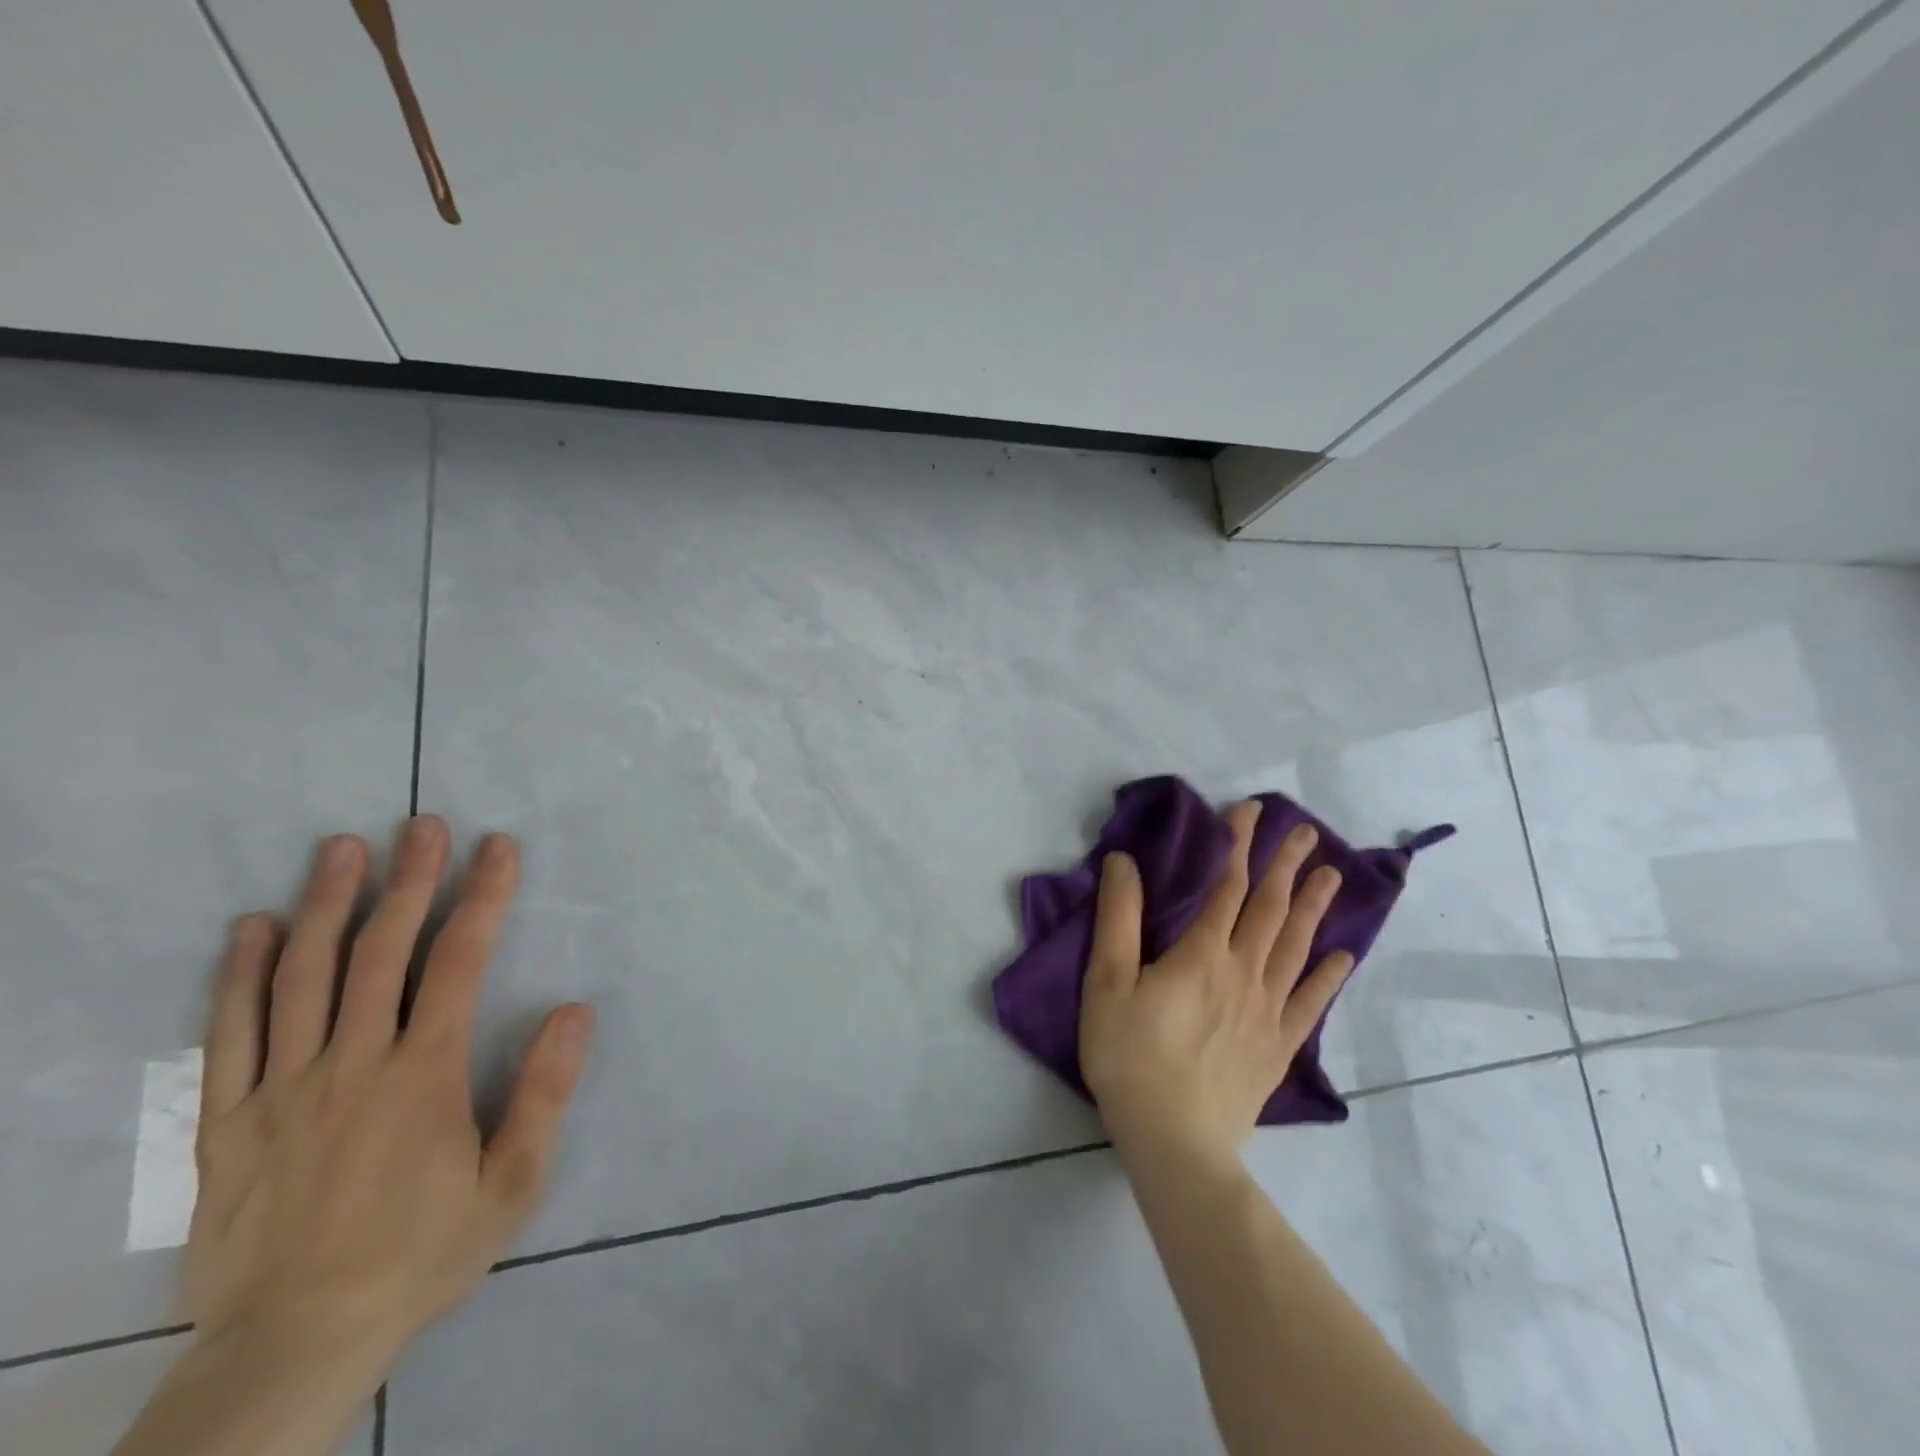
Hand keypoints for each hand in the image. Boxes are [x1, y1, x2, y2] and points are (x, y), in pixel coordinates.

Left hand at [183, 817, 594, 1371]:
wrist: (293, 1344)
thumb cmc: (422, 1253)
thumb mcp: (511, 1185)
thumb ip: (543, 1094)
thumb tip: (576, 1010)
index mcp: (422, 1075)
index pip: (458, 962)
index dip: (483, 897)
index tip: (498, 848)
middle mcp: (350, 1064)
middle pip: (380, 953)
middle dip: (409, 880)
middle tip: (423, 825)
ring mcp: (280, 1089)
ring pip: (302, 978)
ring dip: (327, 905)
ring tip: (343, 849)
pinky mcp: (224, 1122)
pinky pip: (229, 1035)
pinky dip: (241, 976)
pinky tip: (254, 928)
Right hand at [1079, 801, 1350, 1168]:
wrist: (1174, 1142)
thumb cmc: (1130, 1056)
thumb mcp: (1108, 982)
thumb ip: (1118, 918)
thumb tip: (1124, 861)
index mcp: (1202, 953)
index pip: (1227, 886)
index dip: (1238, 845)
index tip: (1251, 811)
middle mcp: (1244, 972)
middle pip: (1270, 909)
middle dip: (1286, 865)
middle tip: (1305, 831)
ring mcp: (1268, 1011)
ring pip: (1296, 947)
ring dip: (1314, 907)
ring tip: (1331, 875)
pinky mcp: (1278, 1047)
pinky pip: (1310, 1003)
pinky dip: (1328, 976)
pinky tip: (1343, 956)